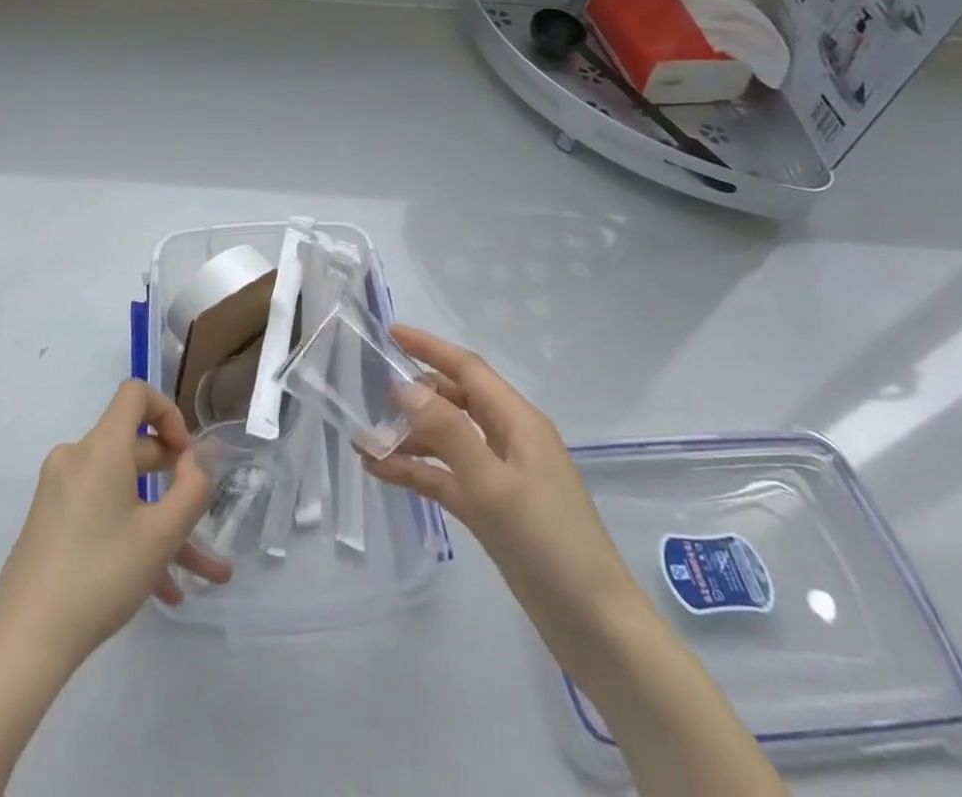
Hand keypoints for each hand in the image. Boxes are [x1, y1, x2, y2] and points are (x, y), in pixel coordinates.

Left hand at [0, 380, 231, 671]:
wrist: (24, 642)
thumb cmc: (100, 576)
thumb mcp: (161, 536)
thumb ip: (191, 490)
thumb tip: (191, 463)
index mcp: (100, 448)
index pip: (136, 394)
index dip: (169, 413)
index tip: (186, 458)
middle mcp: (76, 457)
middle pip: (134, 448)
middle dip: (174, 483)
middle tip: (201, 517)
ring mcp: (58, 491)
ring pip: (122, 492)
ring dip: (159, 523)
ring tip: (198, 573)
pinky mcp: (49, 521)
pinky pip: (100, 511)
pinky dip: (130, 535)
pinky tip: (161, 588)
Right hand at [363, 326, 644, 669]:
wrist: (596, 628)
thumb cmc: (548, 544)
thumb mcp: (492, 484)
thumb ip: (447, 432)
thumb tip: (404, 386)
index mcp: (518, 422)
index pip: (467, 370)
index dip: (429, 348)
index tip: (390, 332)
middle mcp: (509, 440)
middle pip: (455, 402)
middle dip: (415, 394)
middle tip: (370, 392)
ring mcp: (501, 476)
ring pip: (448, 441)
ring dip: (409, 439)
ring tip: (365, 441)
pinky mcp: (493, 509)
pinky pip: (448, 477)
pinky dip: (418, 471)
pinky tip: (380, 471)